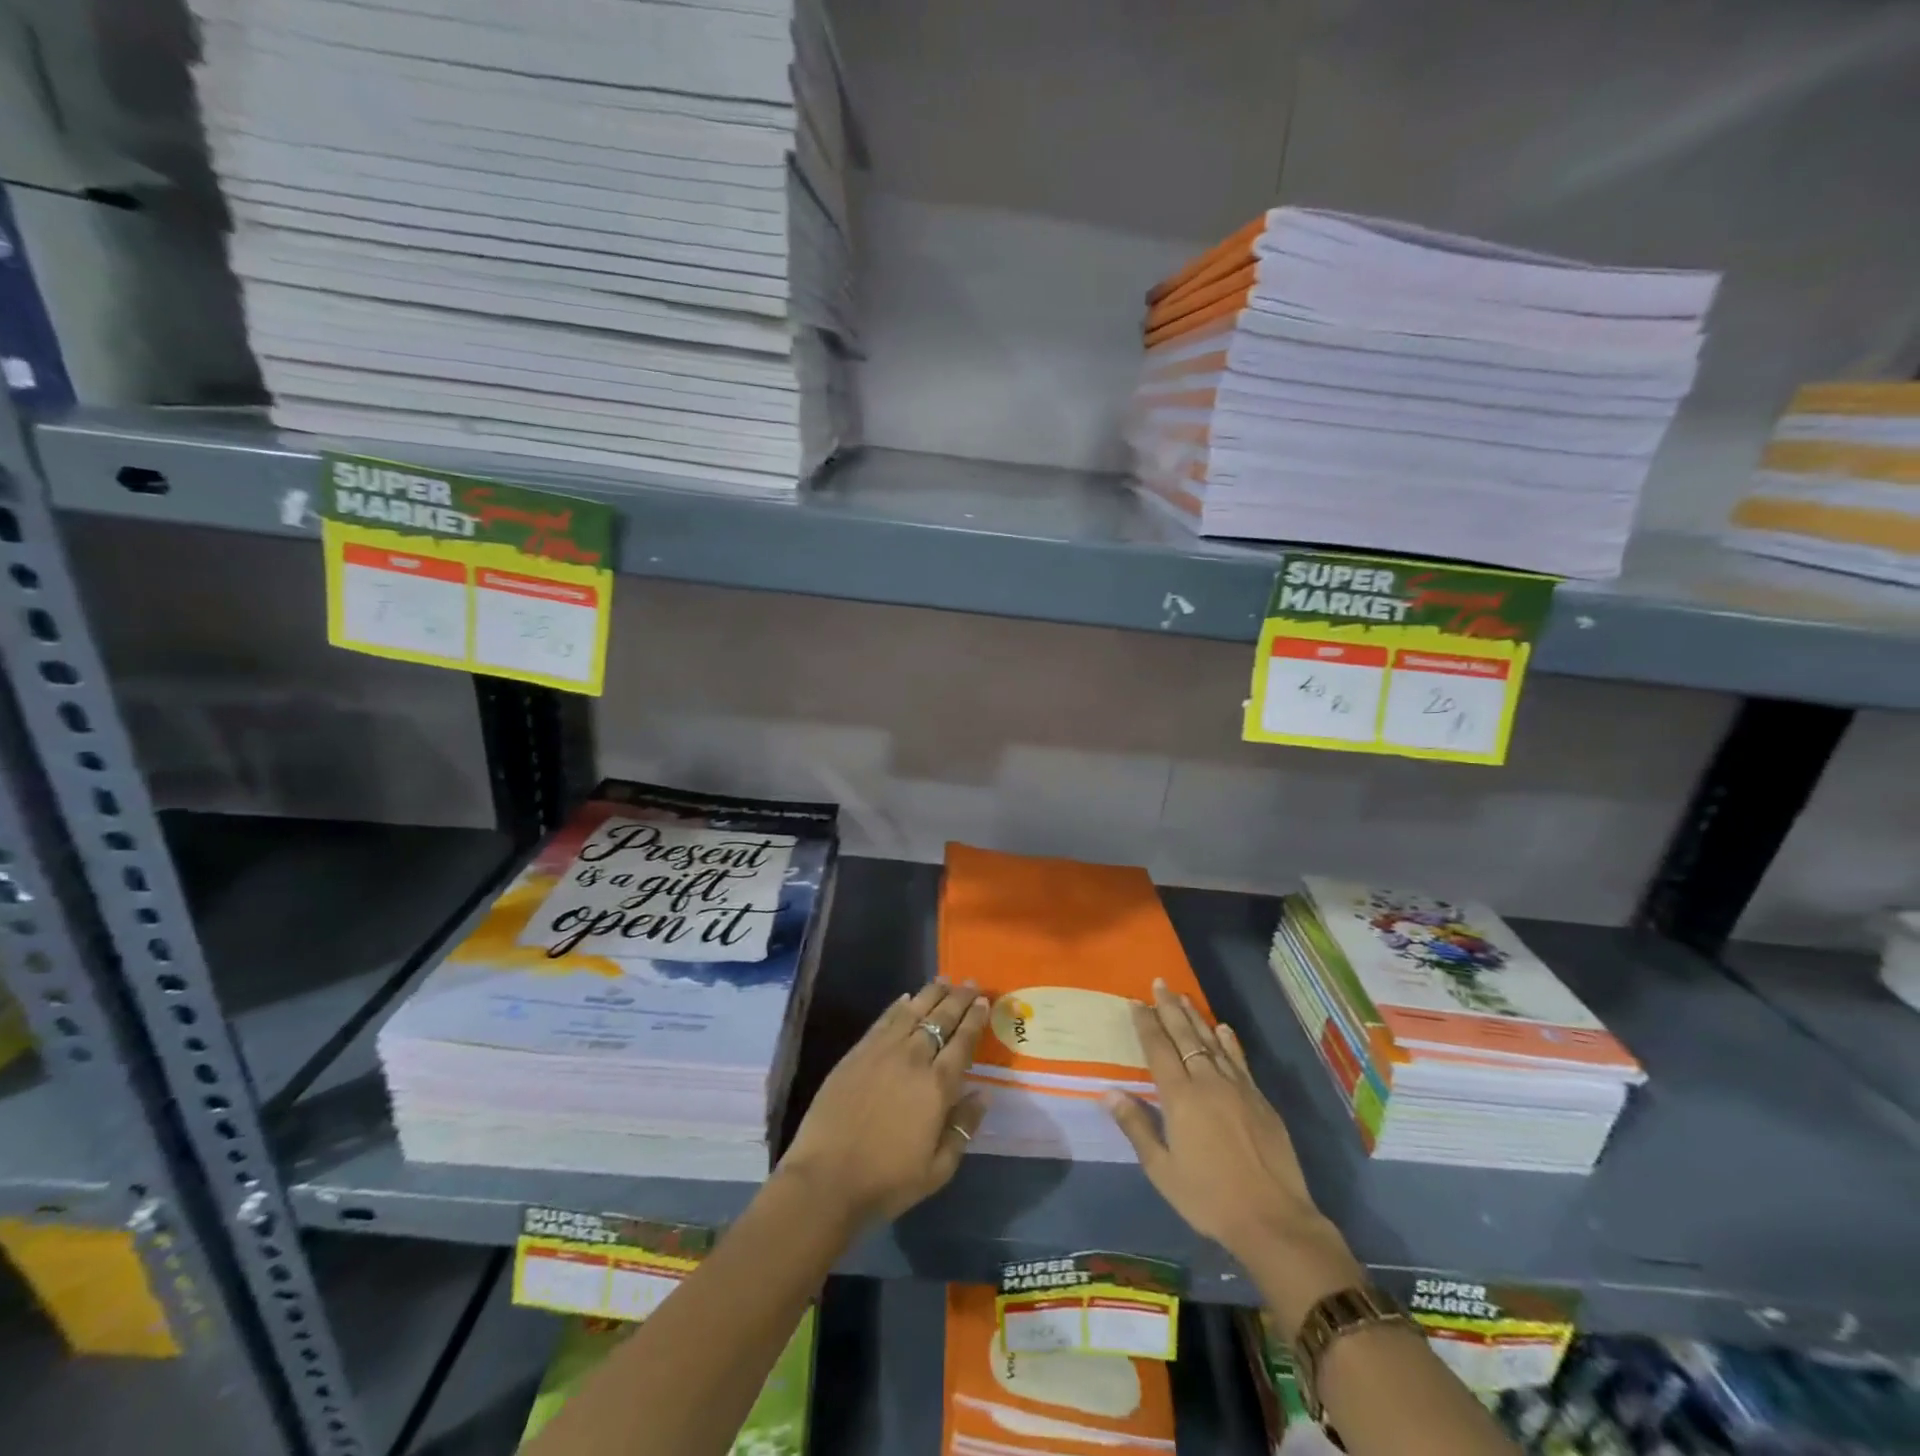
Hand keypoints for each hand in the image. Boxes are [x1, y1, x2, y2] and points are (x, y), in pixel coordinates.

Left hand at [777, 981, 990, 1226]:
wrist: (827, 1179)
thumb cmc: (887, 1181)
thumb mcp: (938, 1169)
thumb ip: (963, 1128)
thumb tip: (983, 1094)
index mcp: (937, 1086)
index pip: (962, 1042)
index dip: (974, 1020)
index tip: (983, 1001)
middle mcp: (913, 1059)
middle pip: (940, 1020)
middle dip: (958, 999)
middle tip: (970, 983)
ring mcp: (882, 1052)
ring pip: (913, 1011)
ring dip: (931, 994)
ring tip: (944, 980)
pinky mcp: (857, 1053)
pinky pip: (884, 1020)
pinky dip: (898, 1006)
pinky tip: (907, 998)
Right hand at [1105, 982, 1362, 1325]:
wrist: (1273, 1220)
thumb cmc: (1209, 1198)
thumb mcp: (1162, 1170)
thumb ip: (1136, 1127)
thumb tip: (1108, 1092)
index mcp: (1180, 1098)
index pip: (1158, 1049)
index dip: (1146, 1024)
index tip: (1136, 1001)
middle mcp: (1207, 1082)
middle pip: (1185, 1036)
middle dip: (1169, 1008)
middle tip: (1160, 983)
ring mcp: (1237, 1088)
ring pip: (1212, 1042)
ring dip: (1196, 1018)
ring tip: (1184, 997)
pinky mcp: (1260, 1100)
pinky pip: (1239, 1060)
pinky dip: (1229, 1042)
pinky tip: (1223, 1029)